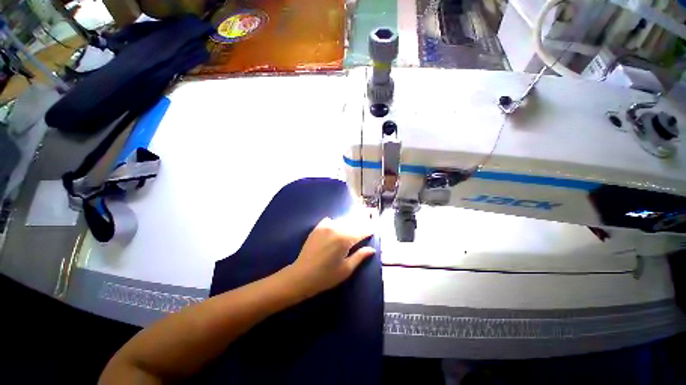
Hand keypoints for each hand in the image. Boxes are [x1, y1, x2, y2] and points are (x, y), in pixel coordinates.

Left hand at [285, 217, 375, 297]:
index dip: (369, 230)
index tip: (374, 230)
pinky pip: (330, 220)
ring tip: (353, 227)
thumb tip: (372, 249)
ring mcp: (325, 227)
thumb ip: (360, 256)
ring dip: (349, 223)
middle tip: (366, 227)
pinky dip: (335, 222)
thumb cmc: (326, 276)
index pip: (361, 231)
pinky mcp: (317, 228)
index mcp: (345, 239)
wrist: (301, 276)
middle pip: (353, 224)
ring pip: (342, 221)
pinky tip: (336, 227)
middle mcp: (336, 228)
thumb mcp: (346, 269)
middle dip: (360, 225)